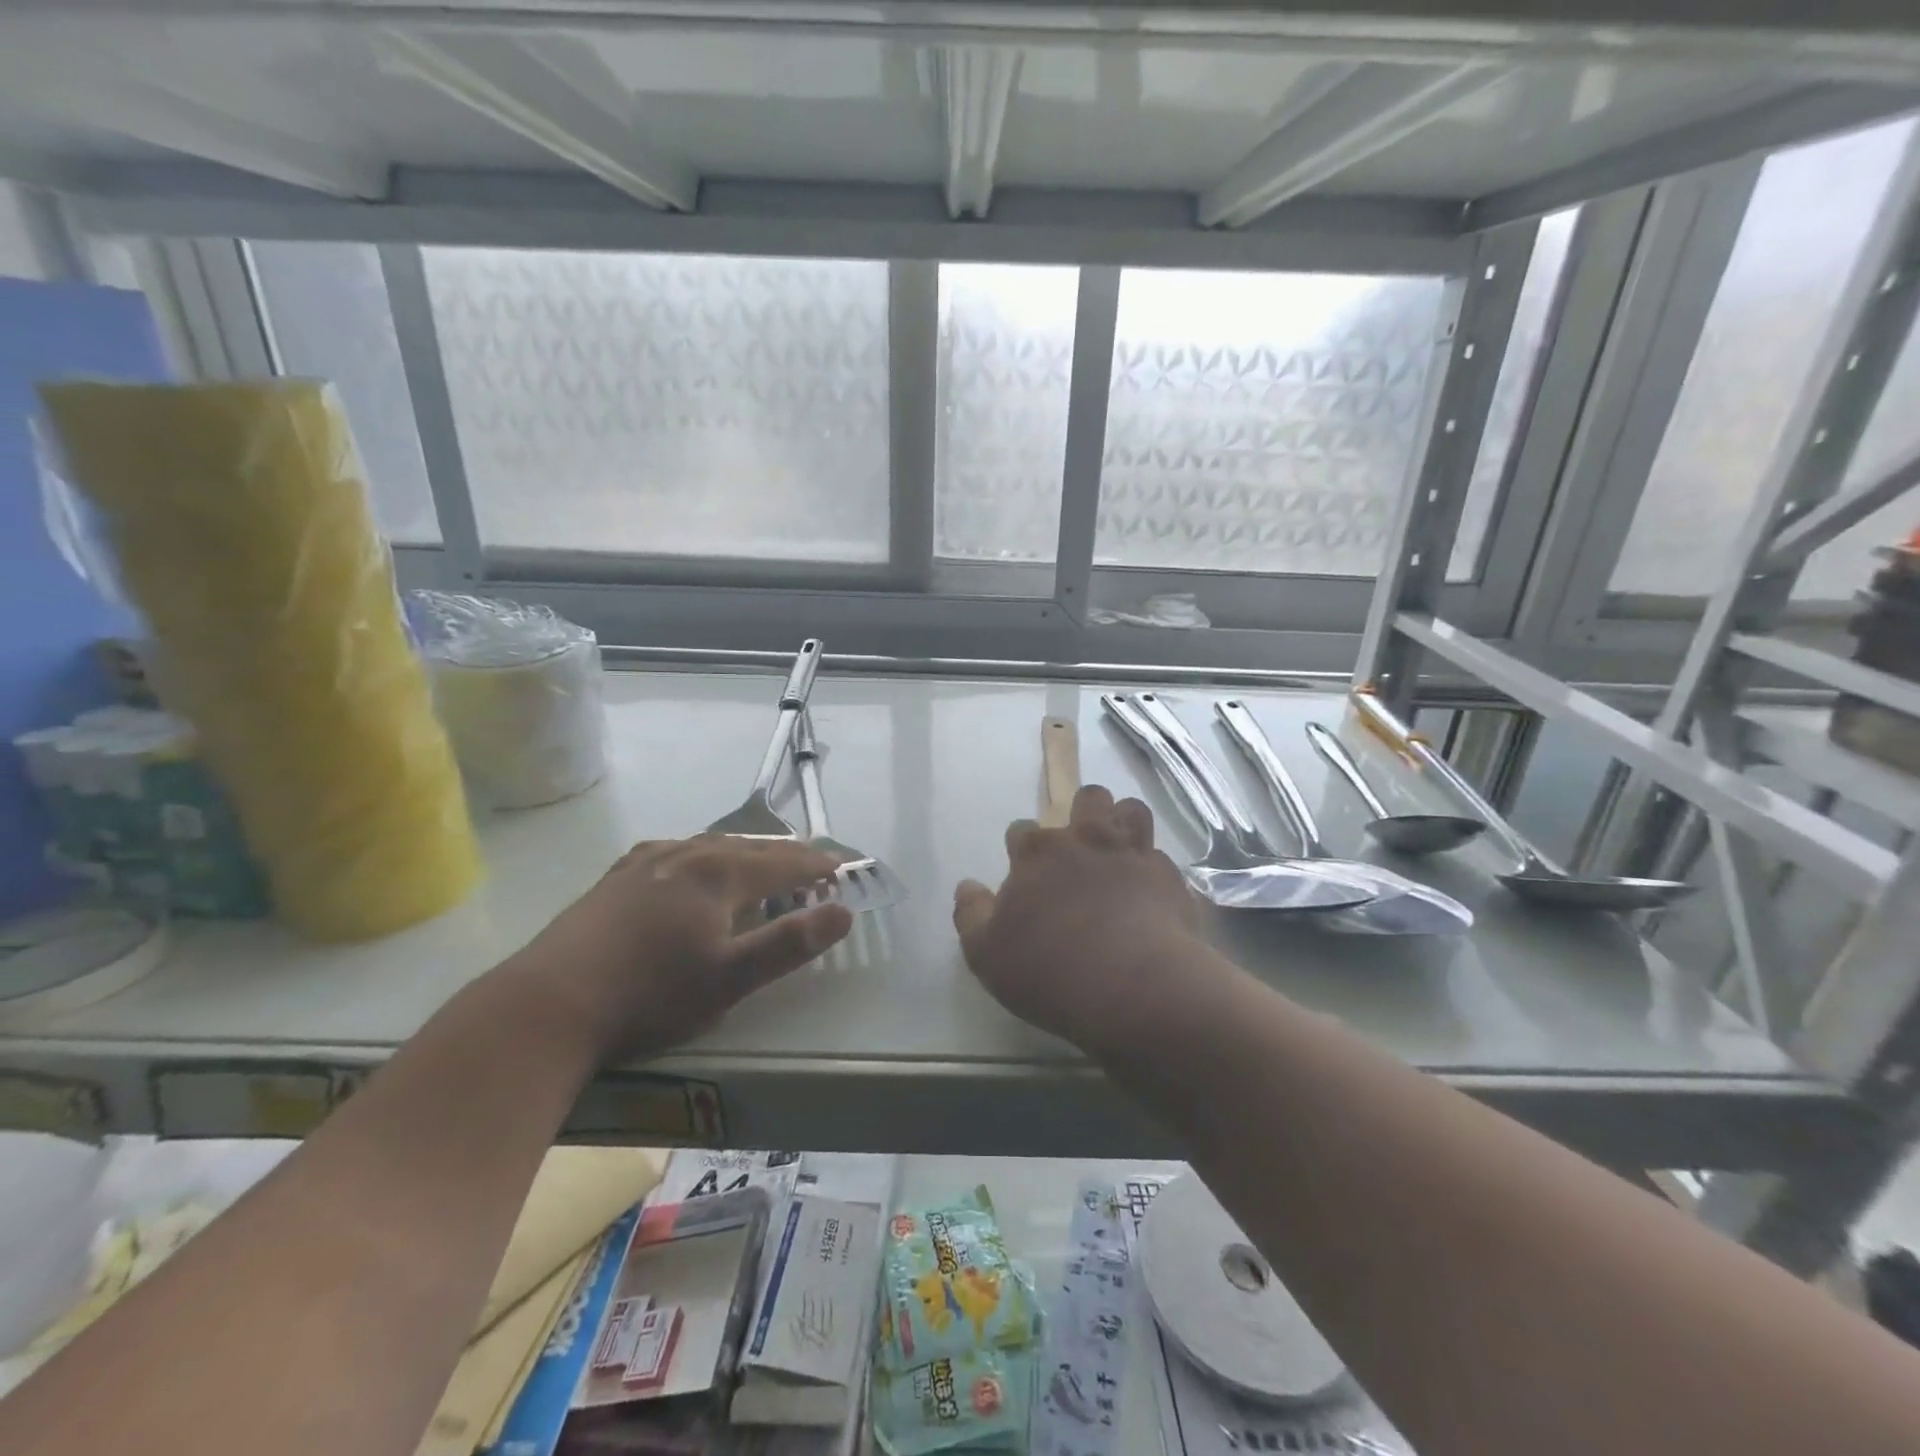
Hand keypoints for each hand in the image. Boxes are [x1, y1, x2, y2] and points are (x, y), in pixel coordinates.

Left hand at [509, 836, 853, 1063]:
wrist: (549, 1005)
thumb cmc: (650, 995)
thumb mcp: (730, 979)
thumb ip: (790, 943)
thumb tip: (844, 912)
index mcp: (720, 874)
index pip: (783, 862)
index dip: (816, 865)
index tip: (841, 867)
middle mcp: (687, 855)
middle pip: (750, 847)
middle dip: (786, 855)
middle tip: (812, 864)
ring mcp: (647, 862)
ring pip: (711, 846)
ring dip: (746, 853)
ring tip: (762, 863)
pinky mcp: (617, 877)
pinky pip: (676, 853)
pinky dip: (703, 856)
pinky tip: (691, 866)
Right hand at [953, 785, 1199, 1051]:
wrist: (1135, 988)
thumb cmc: (1050, 971)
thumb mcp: (986, 954)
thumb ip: (971, 915)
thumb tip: (967, 886)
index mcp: (1038, 853)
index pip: (1022, 829)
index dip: (1022, 848)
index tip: (1024, 872)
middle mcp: (1085, 839)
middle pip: (1087, 798)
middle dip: (1081, 812)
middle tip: (1079, 848)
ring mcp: (1132, 853)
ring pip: (1131, 809)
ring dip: (1123, 823)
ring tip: (1118, 852)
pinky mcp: (1169, 876)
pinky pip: (1160, 856)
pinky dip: (1152, 868)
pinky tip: (1148, 892)